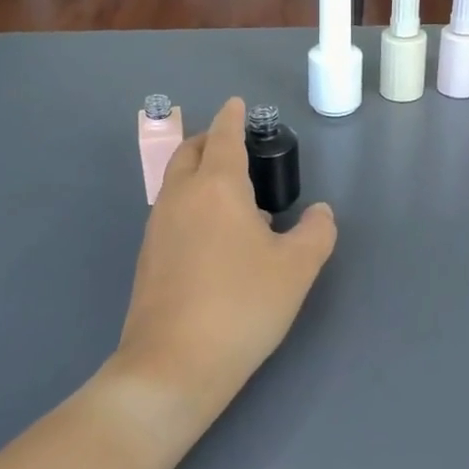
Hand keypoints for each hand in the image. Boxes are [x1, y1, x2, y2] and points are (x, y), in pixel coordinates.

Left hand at [114, 98, 336, 424]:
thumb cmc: (243, 305)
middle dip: (211, 139)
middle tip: (234, 143)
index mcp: (217, 188)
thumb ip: (316, 233)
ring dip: (199, 172)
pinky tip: (212, 235)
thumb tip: (320, 213)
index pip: (224, 138)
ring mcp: (157, 227)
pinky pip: (171, 211)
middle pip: (191, 152)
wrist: (174, 364)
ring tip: (231, 193)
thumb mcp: (296, 268)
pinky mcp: (148, 257)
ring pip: (176, 182)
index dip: (233, 117)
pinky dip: (191, 203)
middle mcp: (180, 198)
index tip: (238, 104)